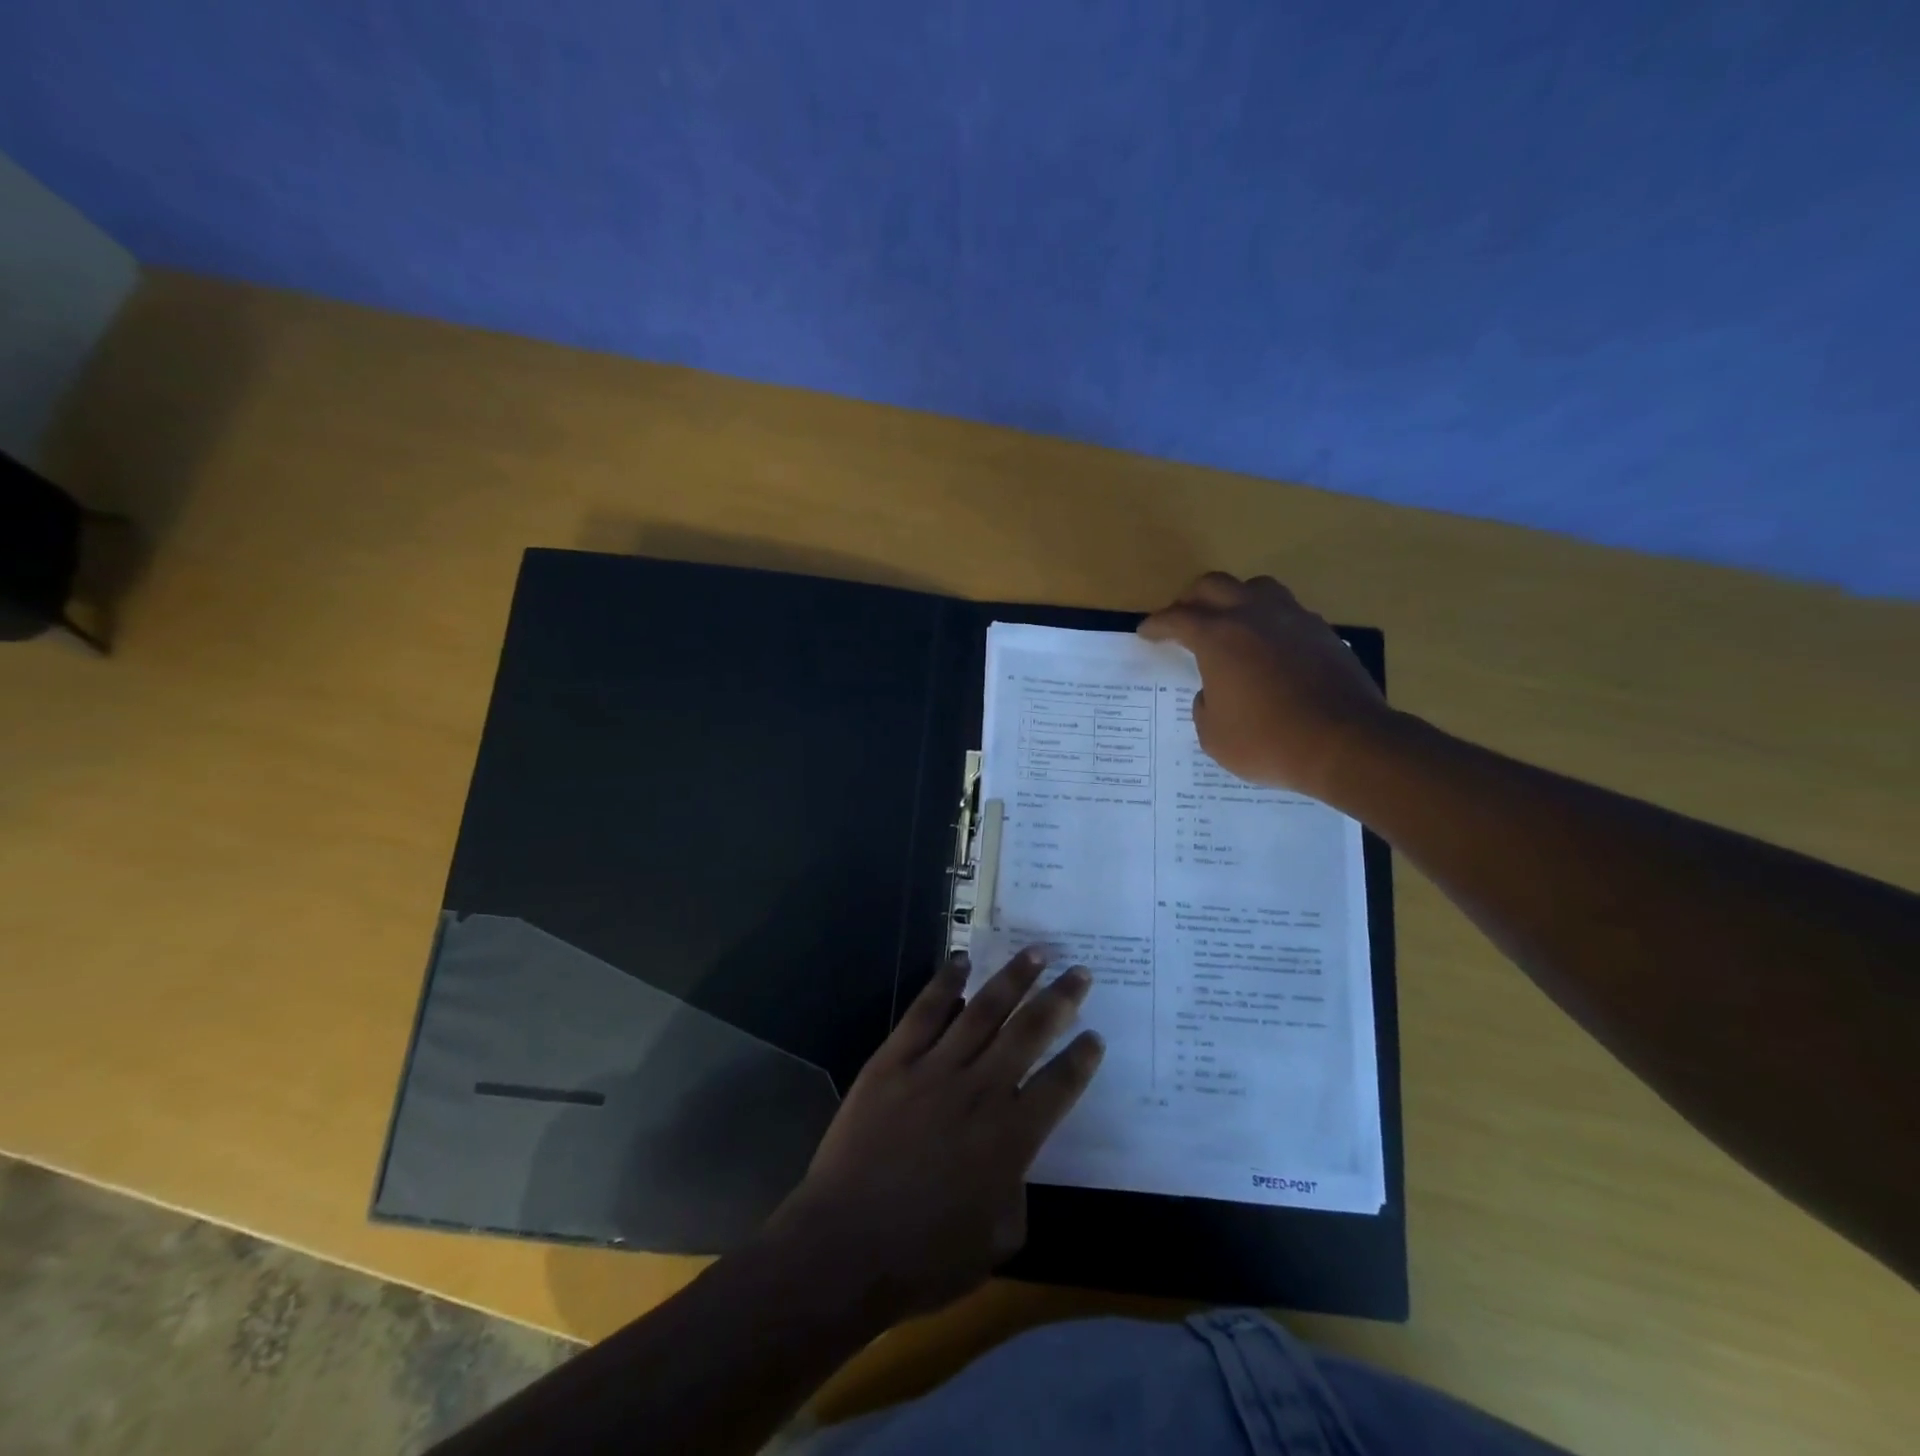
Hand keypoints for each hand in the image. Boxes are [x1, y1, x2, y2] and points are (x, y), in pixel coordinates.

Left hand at [769, 949, 1103, 1320]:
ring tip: (1036, 952)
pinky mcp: (893, 1060)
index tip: (1095, 1035)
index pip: (1059, 1085)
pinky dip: (946, 982)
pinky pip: (925, 1011)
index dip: (1081, 1058)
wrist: (843, 1247)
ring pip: (982, 1010)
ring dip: (1013, 979)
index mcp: (1010, 1138)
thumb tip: (1013, 1164)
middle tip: (1079, 971)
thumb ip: (1016, 1195)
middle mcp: (979, 1091)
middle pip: (1029, 1033)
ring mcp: (934, 1069)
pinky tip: (962, 960)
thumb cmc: (923, 1258)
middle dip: (1059, 1000)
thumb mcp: (994, 1244)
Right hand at [1139, 571, 1392, 794]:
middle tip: (1183, 619)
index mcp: (1218, 637)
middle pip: (1214, 586)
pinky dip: (1269, 621)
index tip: (1146, 632)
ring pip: (1256, 588)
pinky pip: (1287, 612)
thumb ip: (1204, 705)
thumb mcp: (1214, 735)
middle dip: (1191, 599)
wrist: (1346, 744)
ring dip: (1235, 599)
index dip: (1157, 624)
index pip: (1177, 618)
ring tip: (1229, 623)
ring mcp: (1294, 619)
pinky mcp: (1324, 633)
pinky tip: (1268, 648)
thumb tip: (1215, 691)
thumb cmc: (1267, 741)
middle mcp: (1254, 616)